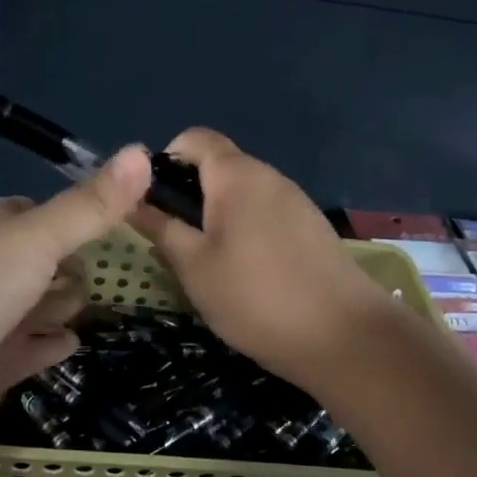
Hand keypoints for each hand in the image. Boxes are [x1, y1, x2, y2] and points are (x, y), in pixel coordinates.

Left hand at [0, 145, 153, 432]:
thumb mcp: (38, 236)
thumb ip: (91, 205)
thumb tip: (143, 151)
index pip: (36, 215)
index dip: (72, 216)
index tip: (116, 220)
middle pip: (41, 265)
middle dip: (72, 266)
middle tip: (117, 270)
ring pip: (38, 308)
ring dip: (62, 305)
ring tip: (99, 303)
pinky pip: (32, 352)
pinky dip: (51, 346)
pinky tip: (73, 341)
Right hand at [129, 128, 389, 388]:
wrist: (345, 338)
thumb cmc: (256, 297)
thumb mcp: (194, 266)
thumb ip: (160, 228)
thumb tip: (131, 202)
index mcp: (237, 175)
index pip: (194, 138)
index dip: (165, 159)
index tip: (150, 200)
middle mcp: (269, 176)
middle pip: (218, 166)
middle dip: (188, 194)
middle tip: (170, 238)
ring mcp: (295, 202)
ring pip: (242, 194)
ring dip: (215, 215)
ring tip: (203, 261)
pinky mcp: (311, 229)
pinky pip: (265, 214)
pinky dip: (243, 230)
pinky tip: (242, 273)